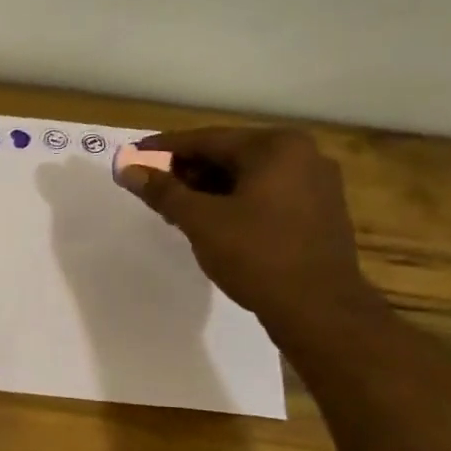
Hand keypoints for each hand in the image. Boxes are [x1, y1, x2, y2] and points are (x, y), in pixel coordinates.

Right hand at [117, 127, 373, 333]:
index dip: (166, 148)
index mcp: (276, 147)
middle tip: (155, 189)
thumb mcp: (201, 221)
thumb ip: (163, 191)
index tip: (135, 154)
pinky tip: (215, 223)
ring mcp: (318, 184)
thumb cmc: (257, 256)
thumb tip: (128, 170)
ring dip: (211, 189)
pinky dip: (237, 202)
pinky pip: (268, 194)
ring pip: (249, 176)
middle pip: (230, 155)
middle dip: (189, 171)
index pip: (208, 140)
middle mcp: (303, 155)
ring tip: (180, 211)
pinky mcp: (321, 211)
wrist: (319, 310)